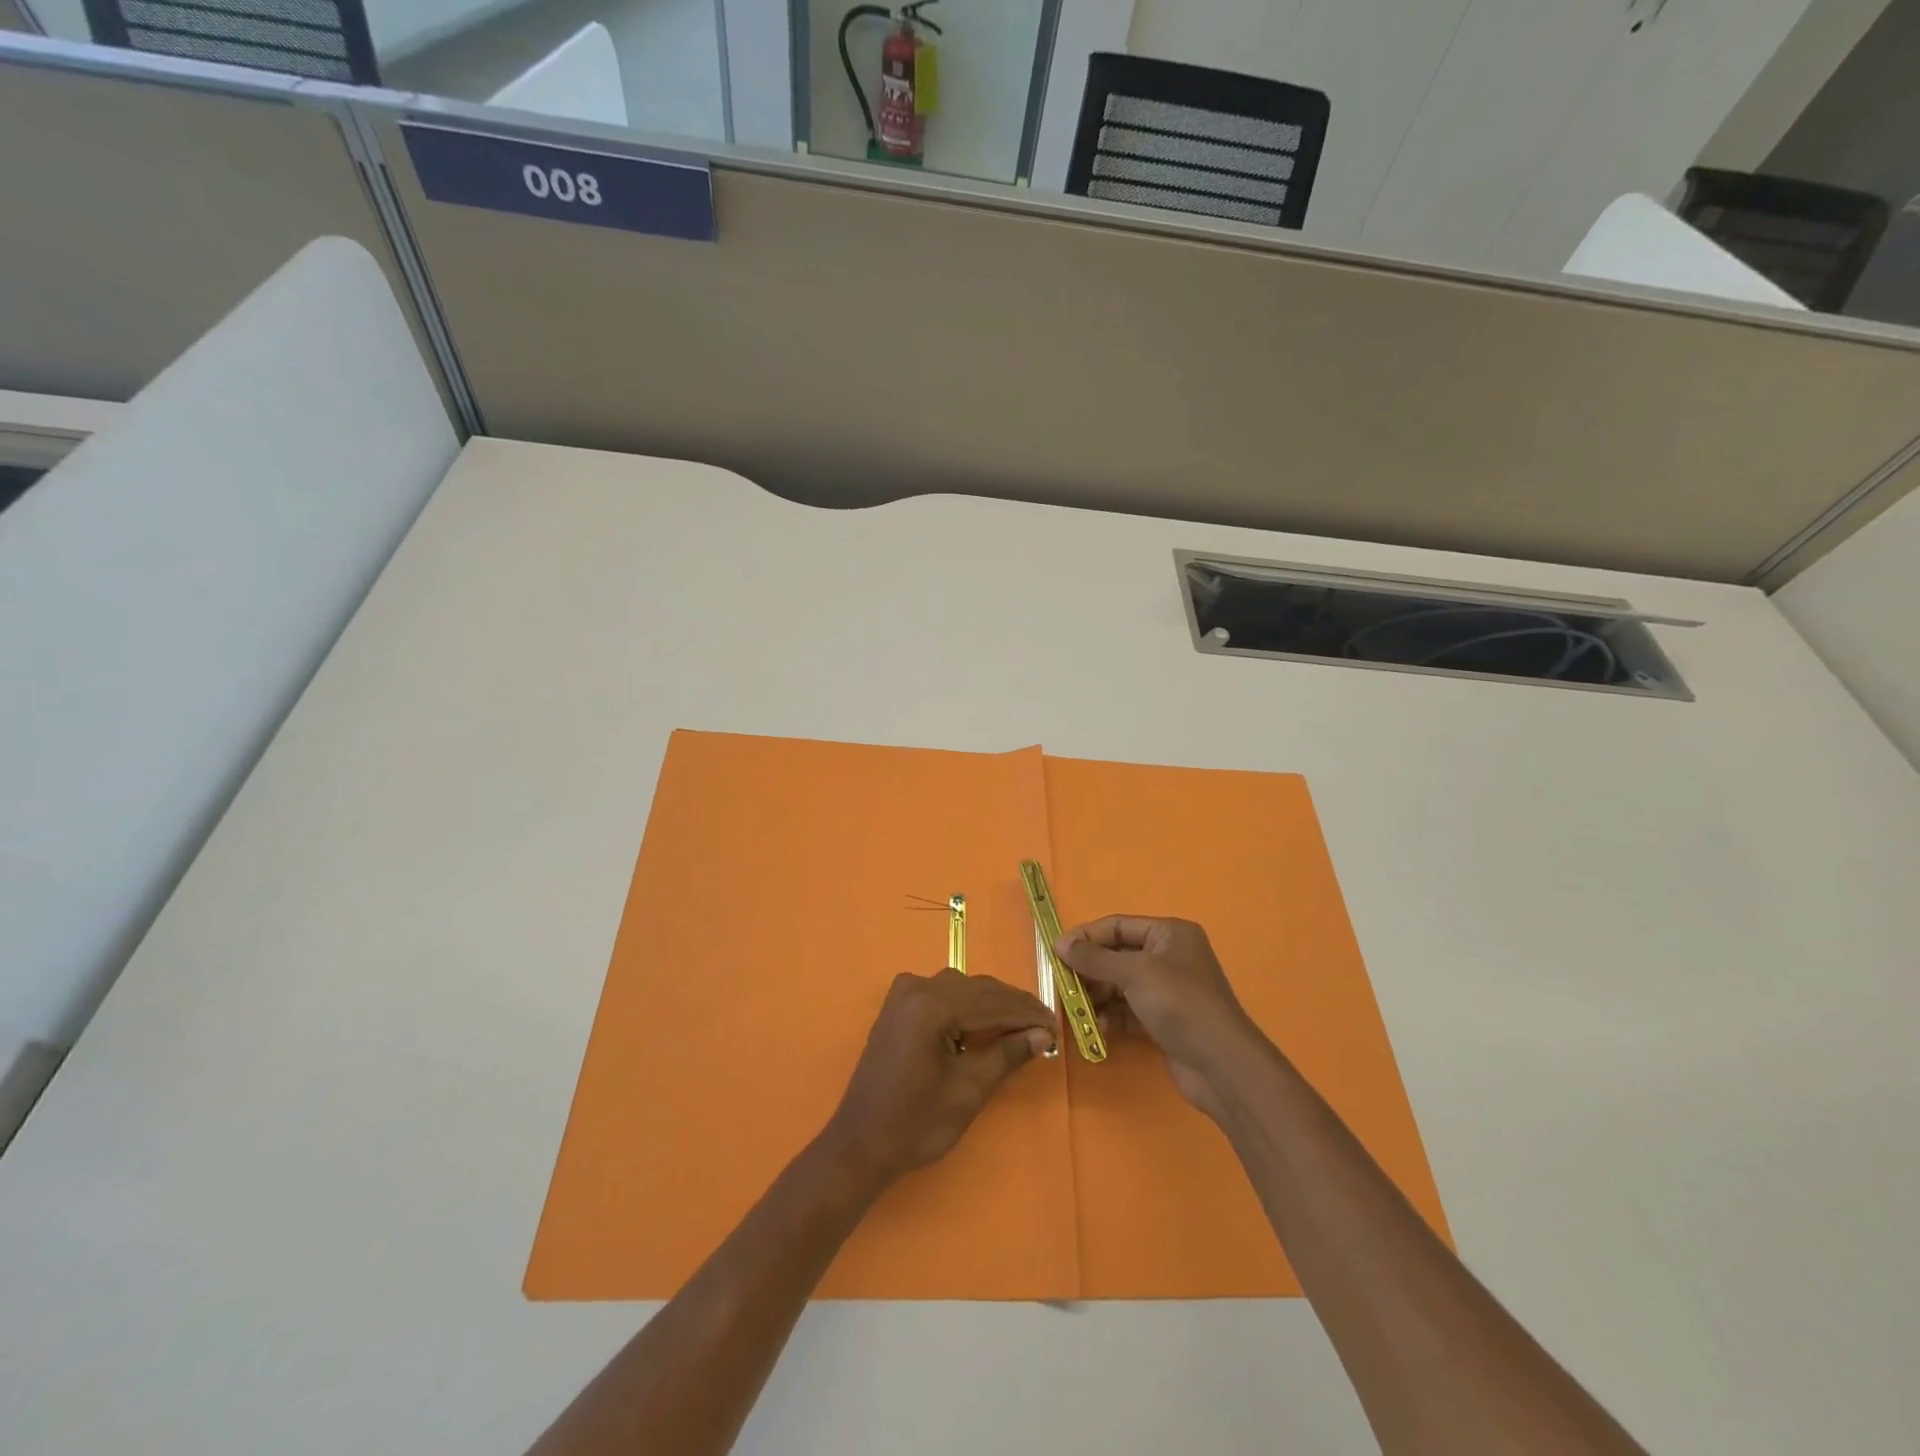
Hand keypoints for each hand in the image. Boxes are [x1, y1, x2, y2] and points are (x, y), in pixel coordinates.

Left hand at [823, 970, 1055, 1185]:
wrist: (860, 1145)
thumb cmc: (915, 1124)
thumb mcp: (968, 1091)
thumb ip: (1007, 1054)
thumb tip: (1042, 1034)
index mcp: (931, 1005)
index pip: (992, 1002)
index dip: (1027, 1014)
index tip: (1056, 1026)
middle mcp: (916, 988)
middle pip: (977, 990)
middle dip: (1012, 1007)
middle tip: (1044, 1028)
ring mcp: (903, 994)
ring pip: (961, 989)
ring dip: (991, 1005)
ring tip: (1021, 1027)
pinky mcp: (897, 1007)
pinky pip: (942, 995)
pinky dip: (967, 1007)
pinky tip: (985, 1024)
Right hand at [1056, 917, 1258, 1118]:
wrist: (1221, 1065)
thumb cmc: (1179, 1004)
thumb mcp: (1134, 973)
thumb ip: (1095, 958)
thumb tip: (1060, 944)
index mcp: (1169, 934)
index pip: (1119, 926)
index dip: (1087, 936)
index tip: (1056, 951)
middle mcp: (1169, 957)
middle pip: (1118, 955)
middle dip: (1090, 969)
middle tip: (1062, 983)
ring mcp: (1167, 991)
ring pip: (1120, 985)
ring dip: (1097, 994)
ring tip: (1076, 1008)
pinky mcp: (1163, 1020)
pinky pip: (1128, 1010)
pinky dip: (1111, 1015)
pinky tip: (1097, 1026)